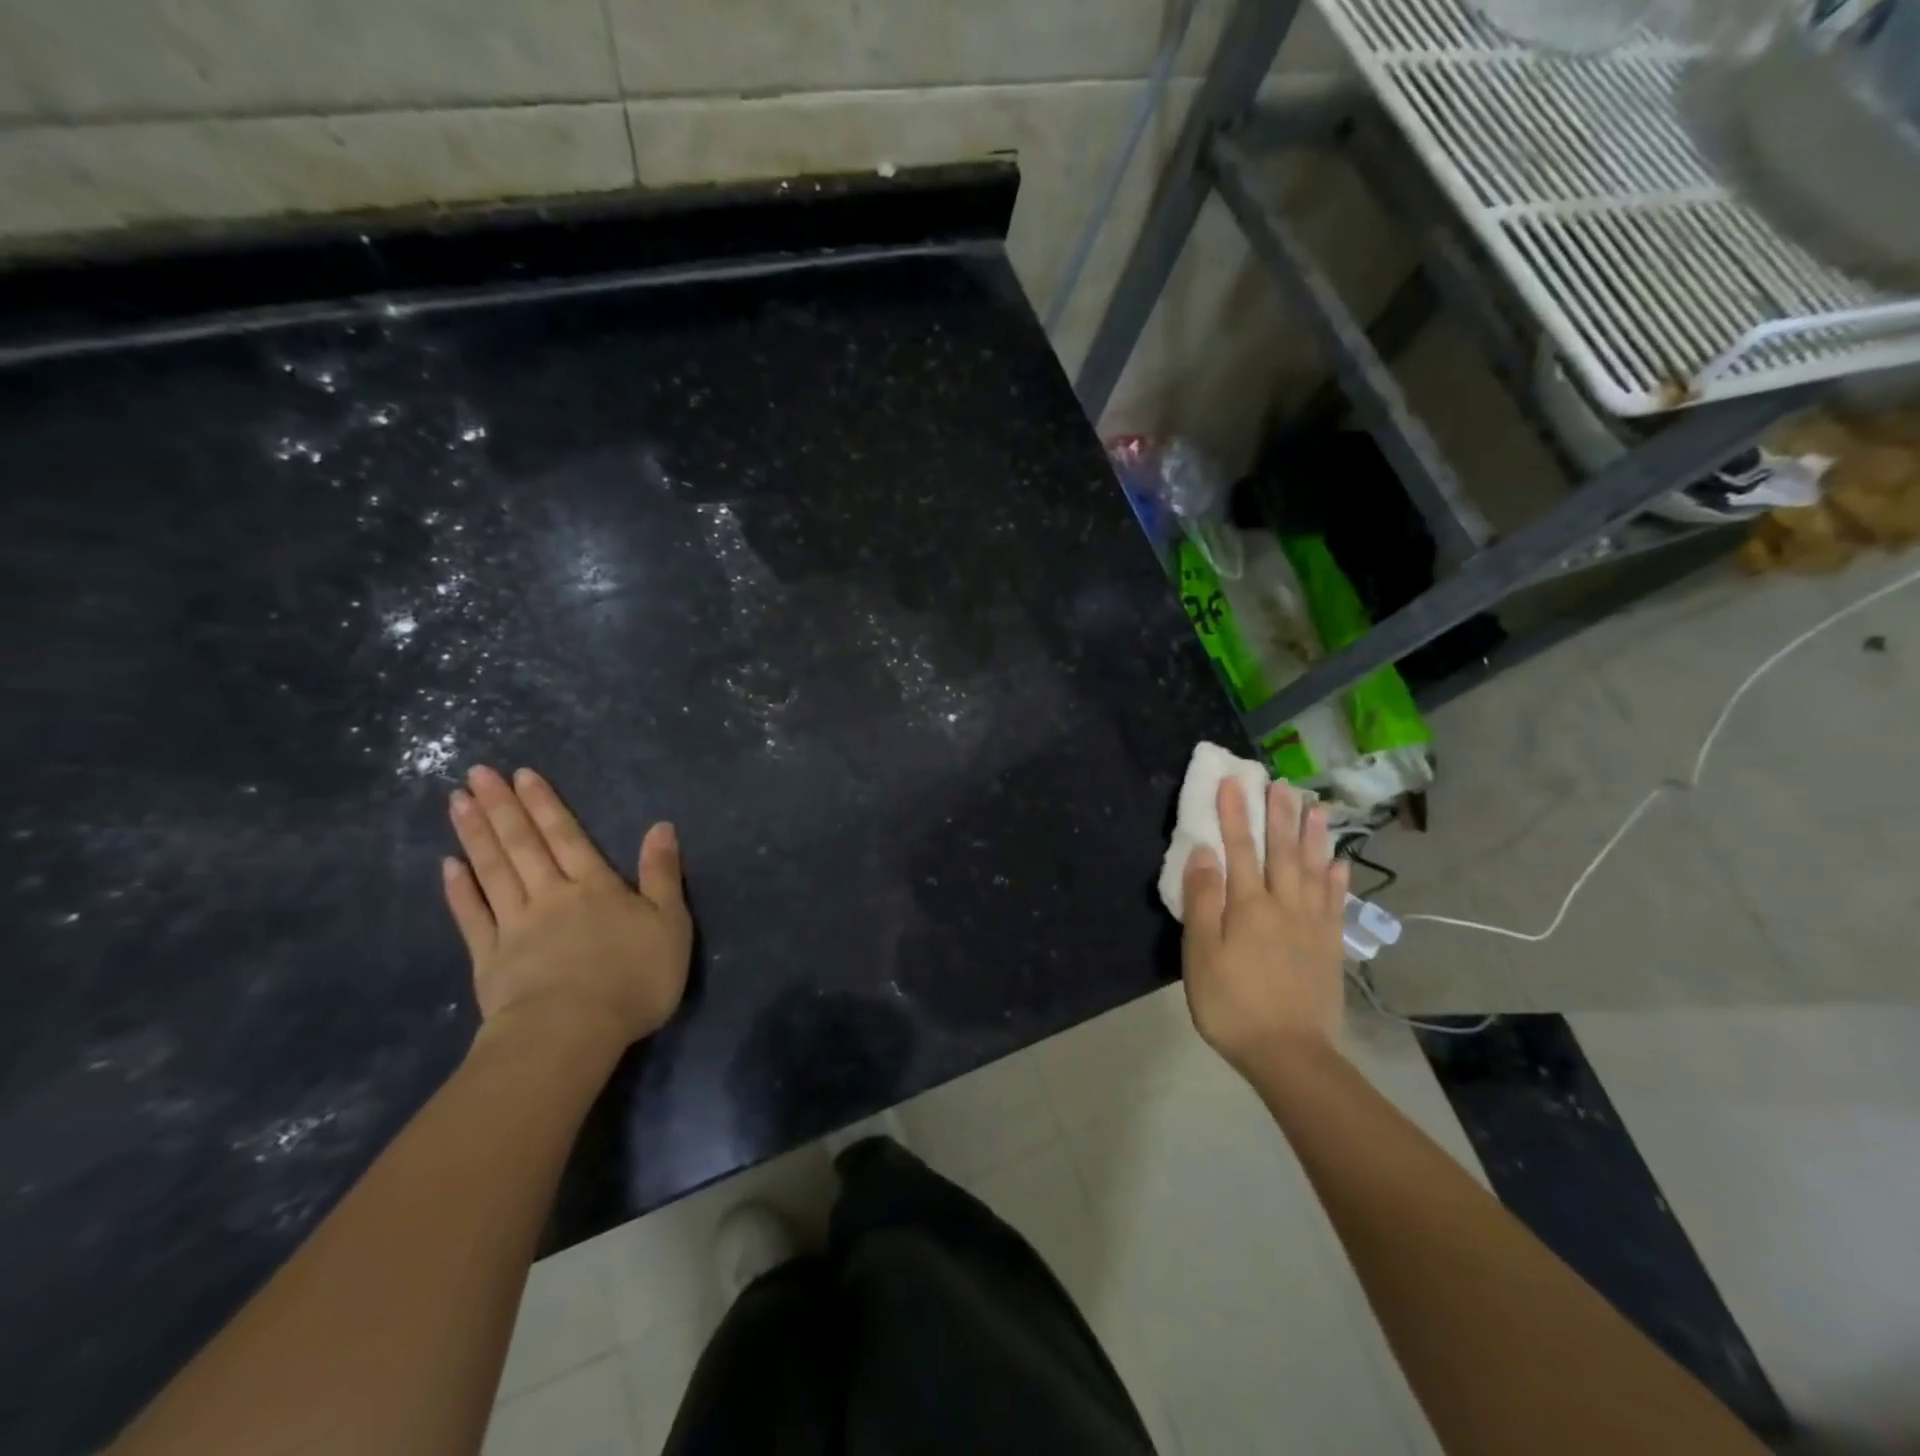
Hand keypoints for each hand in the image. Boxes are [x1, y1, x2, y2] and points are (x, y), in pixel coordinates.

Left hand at [442, 765, 692, 1051]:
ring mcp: (514, 926)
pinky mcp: (489, 960)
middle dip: (503, 807)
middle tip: (478, 773)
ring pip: (494, 871)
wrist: (572, 1032)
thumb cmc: (633, 977)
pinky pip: (472, 917)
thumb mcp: (670, 923)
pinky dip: (460, 890)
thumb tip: (661, 826)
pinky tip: (448, 866)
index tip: (522, 774)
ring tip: (457, 802)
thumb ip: (662, 873)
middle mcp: (551, 895)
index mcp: (595, 887)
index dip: (546, 804)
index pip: (567, 836)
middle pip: (524, 845)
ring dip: (476, 835)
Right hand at [1180, 777, 1349, 1074]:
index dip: (1235, 814)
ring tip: (1316, 807)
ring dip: (1313, 837)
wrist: (1289, 1054)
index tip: (1233, 782)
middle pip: (1282, 852)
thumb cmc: (1233, 1004)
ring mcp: (1312, 925)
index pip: (1239, 849)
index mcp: (1249, 906)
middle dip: (1278, 815)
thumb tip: (1204, 853)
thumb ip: (1204, 901)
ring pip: (1314, 871)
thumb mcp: (1202, 954)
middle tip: (1281, 783)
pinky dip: (1337, 879)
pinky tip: (1339, 862)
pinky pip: (1335, 903)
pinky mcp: (1330, 946)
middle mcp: (1284, 906)